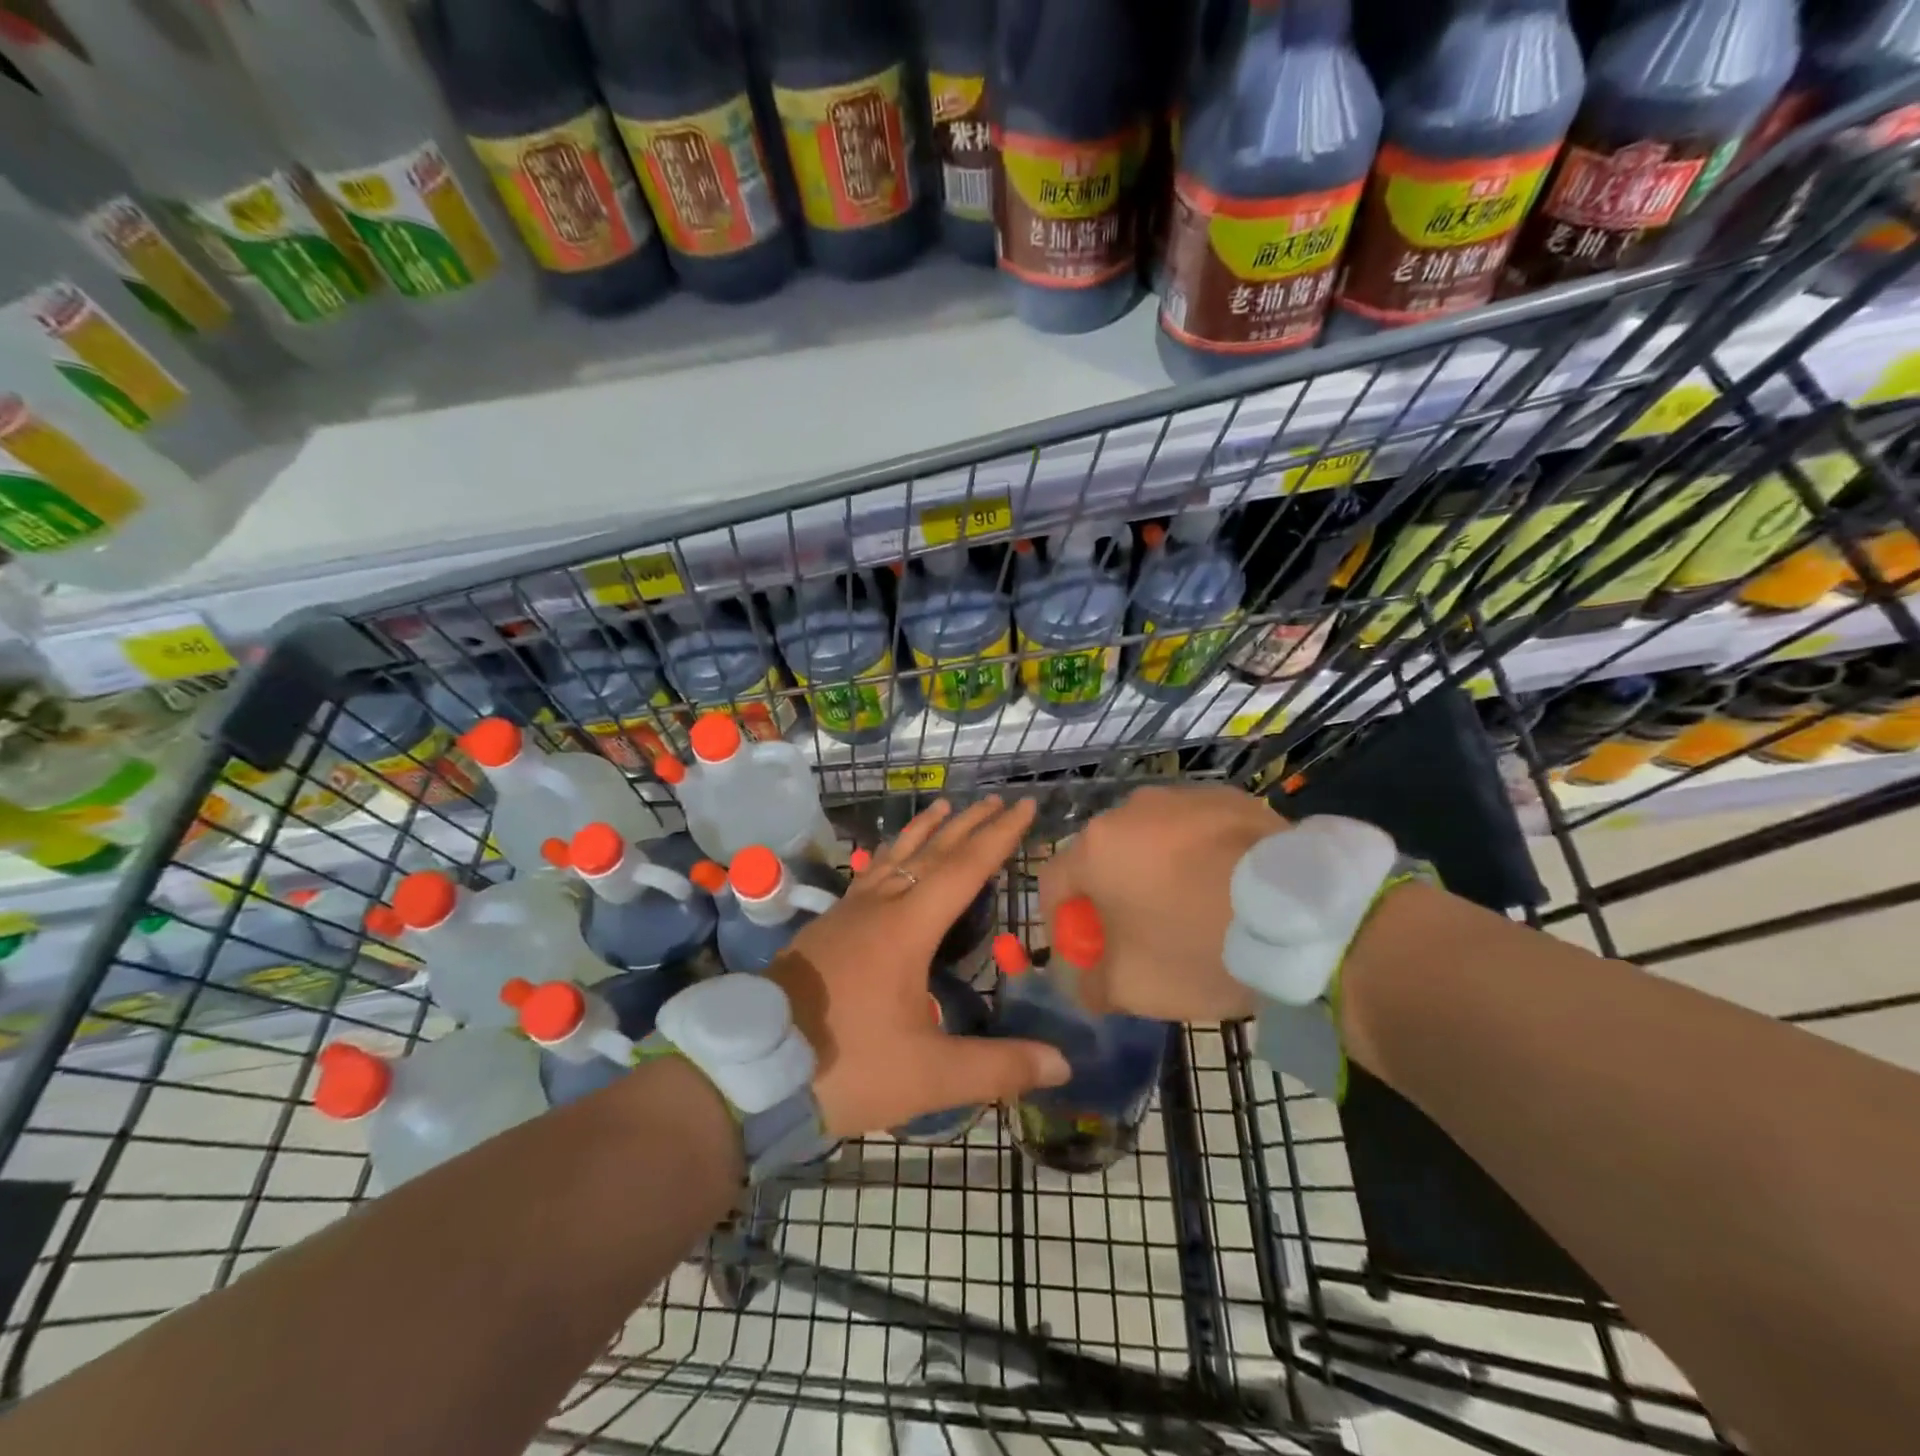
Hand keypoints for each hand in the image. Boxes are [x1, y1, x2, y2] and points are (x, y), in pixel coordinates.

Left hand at [771, 796, 1070, 1136]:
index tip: (1023, 806)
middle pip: (931, 853)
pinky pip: (869, 875)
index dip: (999, 837)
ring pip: (894, 858)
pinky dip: (891, 856)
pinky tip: (887, 864)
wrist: (751, 1066)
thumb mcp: (929, 1075)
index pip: (964, 869)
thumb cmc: (846, 1065)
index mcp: (908, 928)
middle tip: (996, 800)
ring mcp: (847, 914)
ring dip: (925, 831)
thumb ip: (997, 1067)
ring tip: (943, 806)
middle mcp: (878, 907)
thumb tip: (1064, 1064)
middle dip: (968, 824)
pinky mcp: (825, 928)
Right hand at [1038, 784, 1283, 1022]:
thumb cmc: (1197, 946)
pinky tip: (1224, 887)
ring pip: (1150, 839)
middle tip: (1137, 934)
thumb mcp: (1132, 987)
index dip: (1061, 920)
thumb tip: (1083, 983)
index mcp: (1096, 847)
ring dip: (1154, 870)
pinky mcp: (1229, 797)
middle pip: (1103, 857)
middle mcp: (1131, 809)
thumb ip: (1090, 985)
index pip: (1054, 882)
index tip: (1085, 951)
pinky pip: (1196, 830)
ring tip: (1188, 907)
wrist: (1299, 916)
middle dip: (1110, 895)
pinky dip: (1197, 855)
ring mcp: (1183, 797)